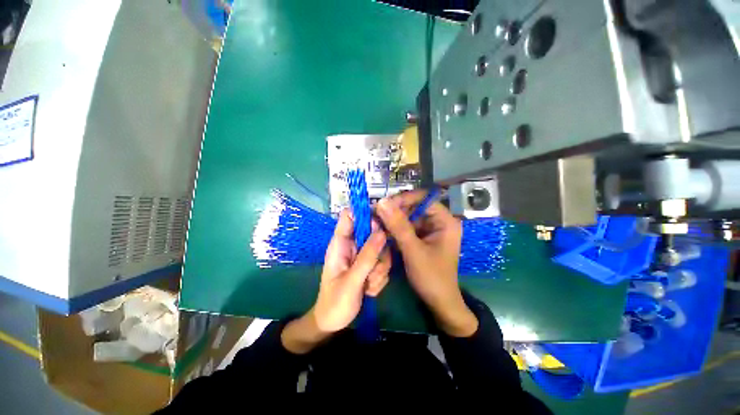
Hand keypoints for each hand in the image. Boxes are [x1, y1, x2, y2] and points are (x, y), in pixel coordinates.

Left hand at [282, 209, 390, 353]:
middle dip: (379, 252)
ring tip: (368, 285)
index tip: (379, 226)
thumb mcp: (351, 281)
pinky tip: (370, 290)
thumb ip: (367, 256)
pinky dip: (380, 277)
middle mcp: (352, 246)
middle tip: (373, 270)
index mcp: (340, 244)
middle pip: (373, 232)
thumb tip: (382, 231)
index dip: (364, 214)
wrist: (333, 324)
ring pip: (381, 250)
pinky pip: (383, 263)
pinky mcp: (370, 265)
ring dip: (379, 269)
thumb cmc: (335, 303)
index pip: (349, 216)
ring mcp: (362, 256)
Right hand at [376, 191, 477, 336]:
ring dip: (393, 219)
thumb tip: (381, 202)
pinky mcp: (422, 238)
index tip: (385, 204)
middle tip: (376, 214)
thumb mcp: (413, 250)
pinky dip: (395, 229)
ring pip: (409, 217)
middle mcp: (439, 222)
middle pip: (415, 207)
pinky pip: (407, 227)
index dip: (404, 198)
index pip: (424, 198)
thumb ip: (398, 226)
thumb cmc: (431, 277)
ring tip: (376, 222)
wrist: (439, 303)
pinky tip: (383, 231)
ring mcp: (430, 230)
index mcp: (445, 221)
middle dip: (396, 210)